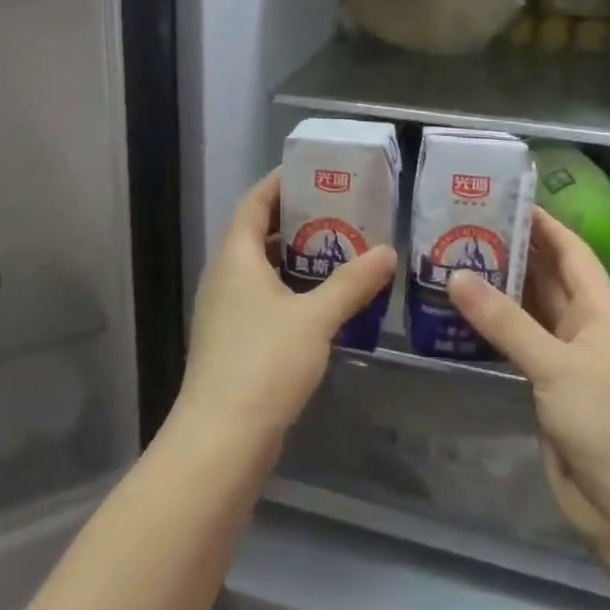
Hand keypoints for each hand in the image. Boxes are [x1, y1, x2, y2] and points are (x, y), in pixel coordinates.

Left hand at [176, 171, 396, 448]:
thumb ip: (351, 283)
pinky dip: (292, 292)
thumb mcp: (315, 318)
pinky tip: (325, 303)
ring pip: (263, 271)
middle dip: (297, 220)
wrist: (222, 438)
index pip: (254, 203)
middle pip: (258, 234)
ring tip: (341, 251)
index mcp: (235, 258)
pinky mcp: (234, 343)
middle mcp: (224, 278)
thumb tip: (387, 251)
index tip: (314, 171)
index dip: (279, 183)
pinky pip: (265, 301)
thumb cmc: (264, 363)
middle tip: (341, 211)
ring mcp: (226, 312)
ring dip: (297, 259)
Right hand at [446, 208, 609, 558]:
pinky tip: (458, 316)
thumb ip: (505, 321)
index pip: (572, 252)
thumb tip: (455, 275)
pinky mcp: (546, 389)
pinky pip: (515, 345)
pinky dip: (491, 328)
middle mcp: (584, 328)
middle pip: (547, 277)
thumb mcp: (557, 364)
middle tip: (462, 226)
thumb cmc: (609, 424)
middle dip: (512, 251)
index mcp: (601, 312)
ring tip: (451, 260)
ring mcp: (564, 360)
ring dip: (497, 289)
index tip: (504, 198)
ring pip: (528, 311)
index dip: (544, 224)